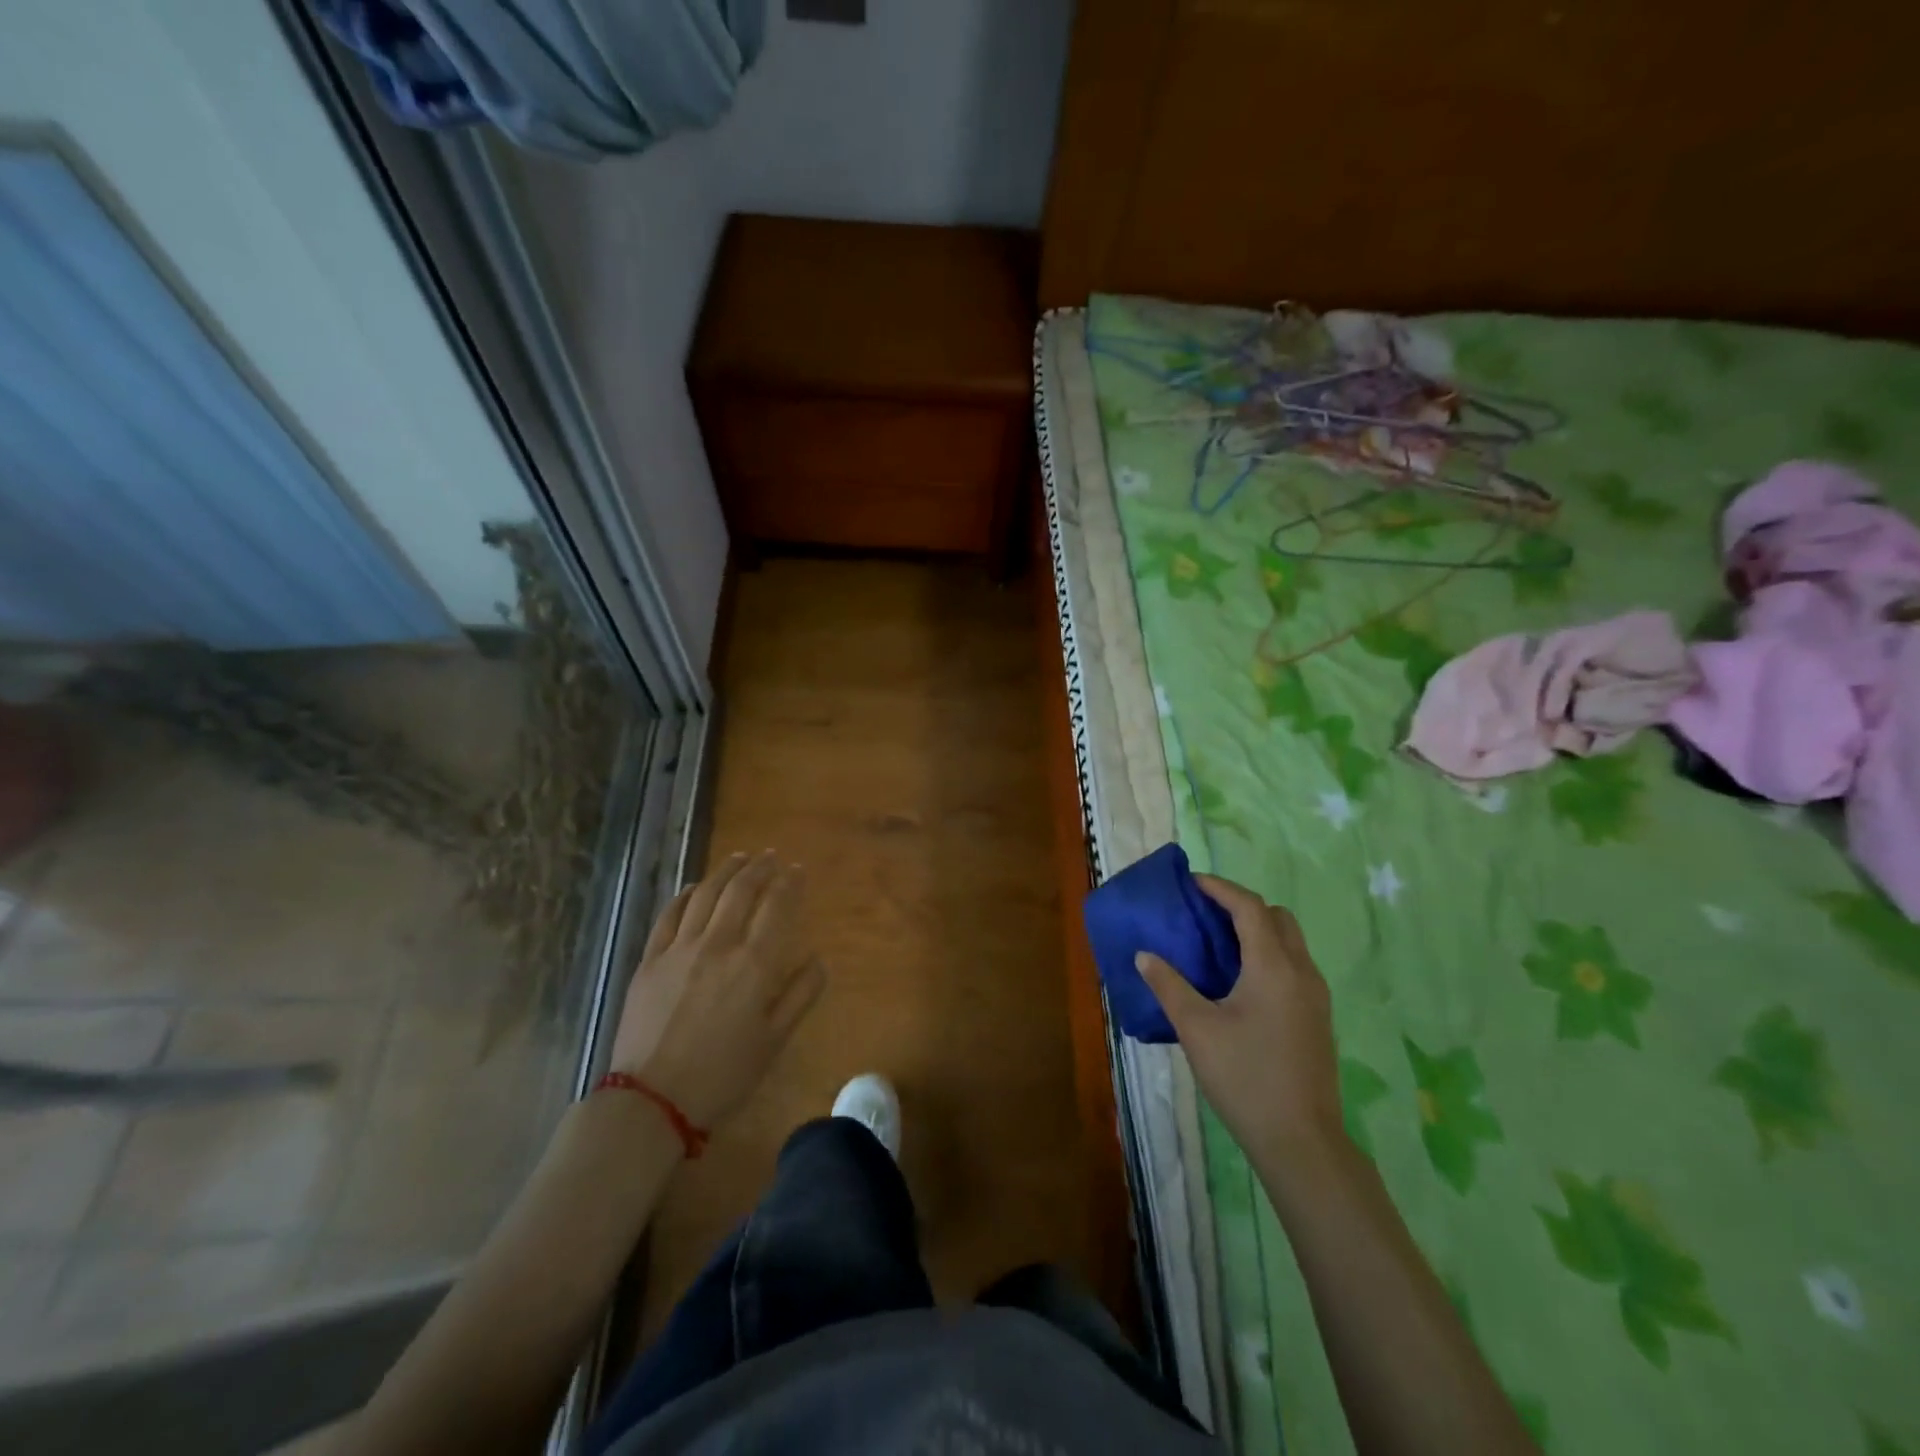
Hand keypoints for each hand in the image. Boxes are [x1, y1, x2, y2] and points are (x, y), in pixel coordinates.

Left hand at [609, 851, 825, 1130]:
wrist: (652, 1101)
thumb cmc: (723, 1074)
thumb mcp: (775, 1040)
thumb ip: (800, 994)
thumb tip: (818, 958)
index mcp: (754, 964)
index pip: (777, 907)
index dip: (789, 883)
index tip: (797, 870)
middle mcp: (718, 945)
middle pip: (740, 892)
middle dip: (759, 868)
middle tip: (770, 856)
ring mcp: (679, 949)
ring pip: (705, 895)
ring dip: (725, 872)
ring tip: (739, 858)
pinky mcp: (650, 960)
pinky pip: (669, 916)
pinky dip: (685, 896)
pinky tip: (693, 888)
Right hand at [1137, 875, 1343, 1161]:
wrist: (1302, 1142)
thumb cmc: (1245, 1077)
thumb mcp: (1196, 1028)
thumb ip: (1168, 985)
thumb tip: (1144, 955)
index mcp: (1273, 966)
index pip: (1249, 907)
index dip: (1219, 888)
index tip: (1190, 884)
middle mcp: (1301, 972)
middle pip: (1277, 918)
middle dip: (1241, 907)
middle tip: (1204, 915)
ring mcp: (1315, 997)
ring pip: (1289, 943)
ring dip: (1256, 932)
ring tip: (1216, 946)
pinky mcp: (1317, 1019)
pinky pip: (1293, 967)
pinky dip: (1267, 956)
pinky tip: (1238, 983)